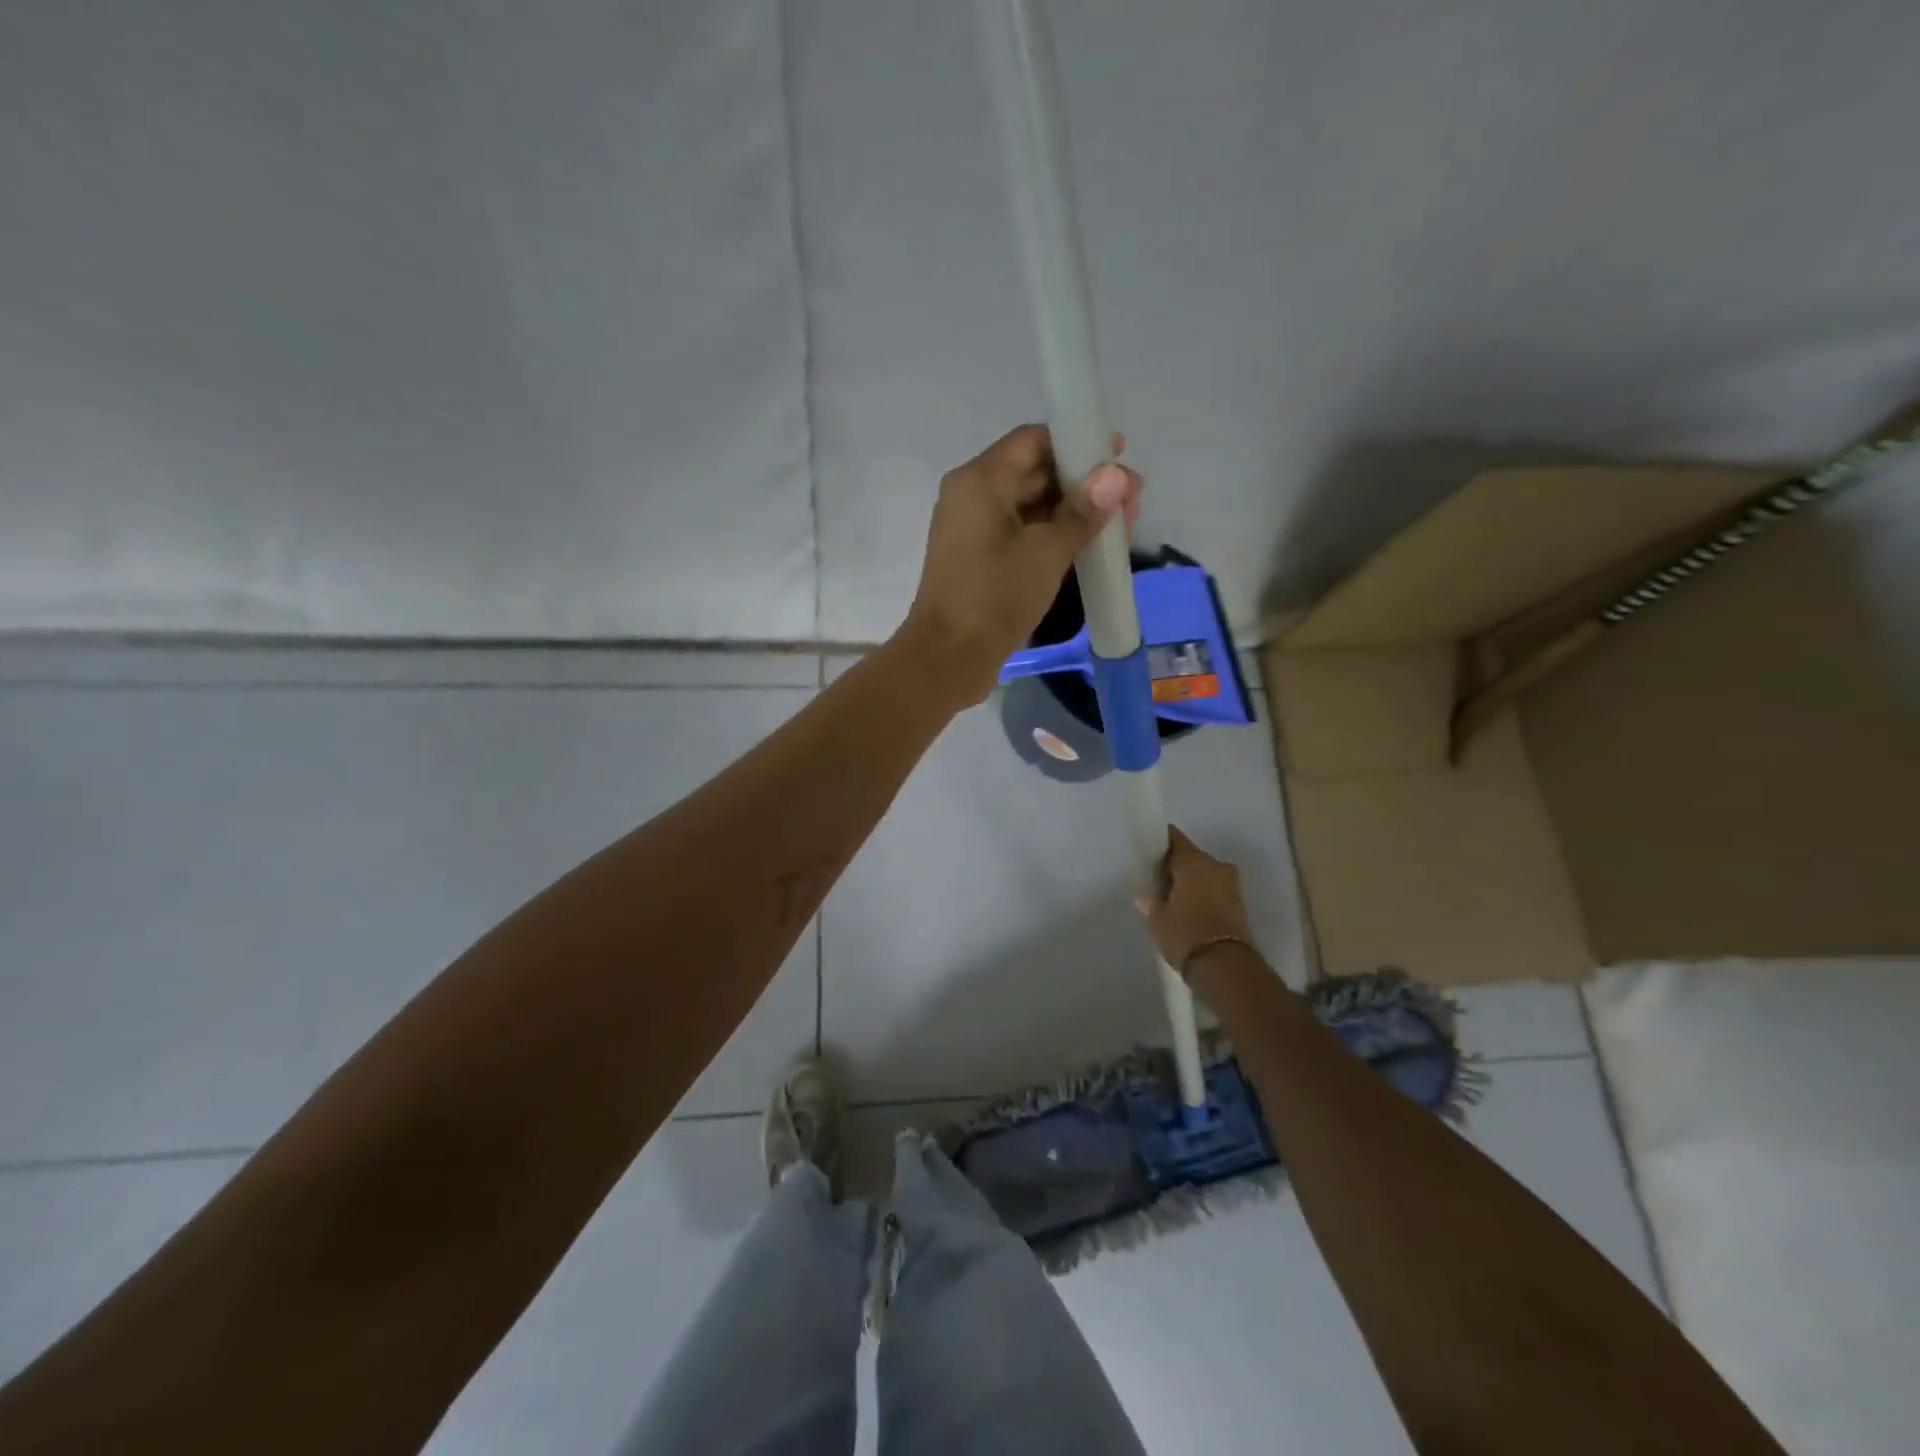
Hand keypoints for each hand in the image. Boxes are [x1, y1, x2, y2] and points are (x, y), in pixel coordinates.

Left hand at [901, 424, 1141, 706]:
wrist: (947, 659)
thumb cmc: (994, 598)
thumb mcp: (1046, 553)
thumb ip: (1083, 512)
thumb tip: (1116, 476)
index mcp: (980, 481)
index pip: (1033, 440)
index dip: (1077, 441)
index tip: (1119, 455)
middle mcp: (973, 497)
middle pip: (1035, 472)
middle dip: (1084, 483)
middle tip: (1132, 502)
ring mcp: (975, 531)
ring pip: (1031, 506)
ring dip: (1073, 513)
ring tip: (1120, 528)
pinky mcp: (980, 561)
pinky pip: (1022, 534)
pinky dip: (1053, 536)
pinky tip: (1090, 549)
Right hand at [1134, 826, 1254, 975]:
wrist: (1225, 966)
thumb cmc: (1185, 934)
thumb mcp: (1158, 920)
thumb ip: (1151, 904)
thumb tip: (1145, 898)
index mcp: (1193, 862)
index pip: (1175, 839)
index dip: (1162, 842)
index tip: (1151, 850)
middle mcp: (1215, 865)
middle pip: (1193, 856)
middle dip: (1178, 865)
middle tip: (1160, 878)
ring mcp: (1231, 884)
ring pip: (1207, 873)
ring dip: (1194, 881)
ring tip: (1175, 896)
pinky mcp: (1240, 904)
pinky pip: (1217, 890)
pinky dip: (1205, 894)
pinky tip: (1191, 908)